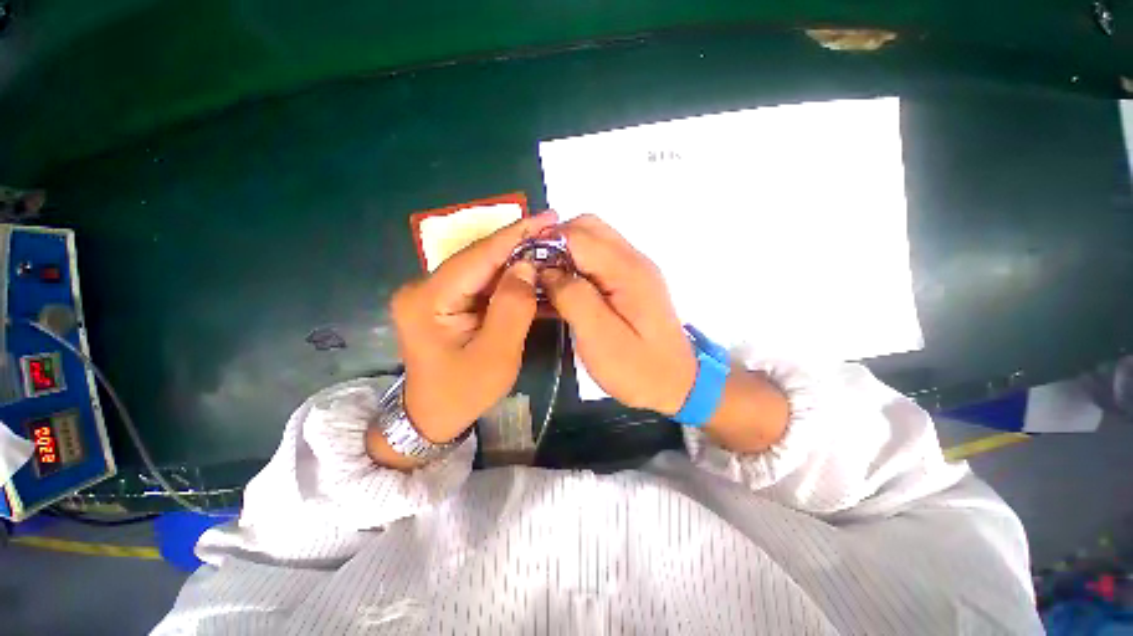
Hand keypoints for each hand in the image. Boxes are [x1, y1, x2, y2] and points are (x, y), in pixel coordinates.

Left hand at [390, 213, 557, 442]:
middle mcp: (425, 288)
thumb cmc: (463, 392)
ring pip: (483, 269)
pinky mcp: (446, 302)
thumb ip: (512, 307)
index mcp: (429, 299)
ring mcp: (434, 294)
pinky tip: (530, 273)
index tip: (548, 218)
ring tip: (548, 249)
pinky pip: (482, 284)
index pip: (478, 256)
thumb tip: (526, 266)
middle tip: (554, 233)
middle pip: (479, 258)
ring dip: (516, 261)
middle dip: (519, 245)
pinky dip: (508, 279)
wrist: (433, 417)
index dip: (515, 235)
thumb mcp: (496, 355)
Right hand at [541, 215, 696, 414]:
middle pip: (587, 228)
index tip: (523, 268)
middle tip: (534, 273)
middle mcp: (632, 260)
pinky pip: (597, 260)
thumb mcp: (600, 338)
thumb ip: (573, 297)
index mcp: (627, 270)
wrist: (676, 384)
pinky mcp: (629, 283)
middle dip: (554, 243)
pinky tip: (560, 291)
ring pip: (591, 241)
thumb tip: (547, 270)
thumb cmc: (637, 368)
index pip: (578, 235)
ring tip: (543, 283)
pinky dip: (575, 267)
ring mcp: (632, 269)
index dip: (546, 245)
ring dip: (563, 254)